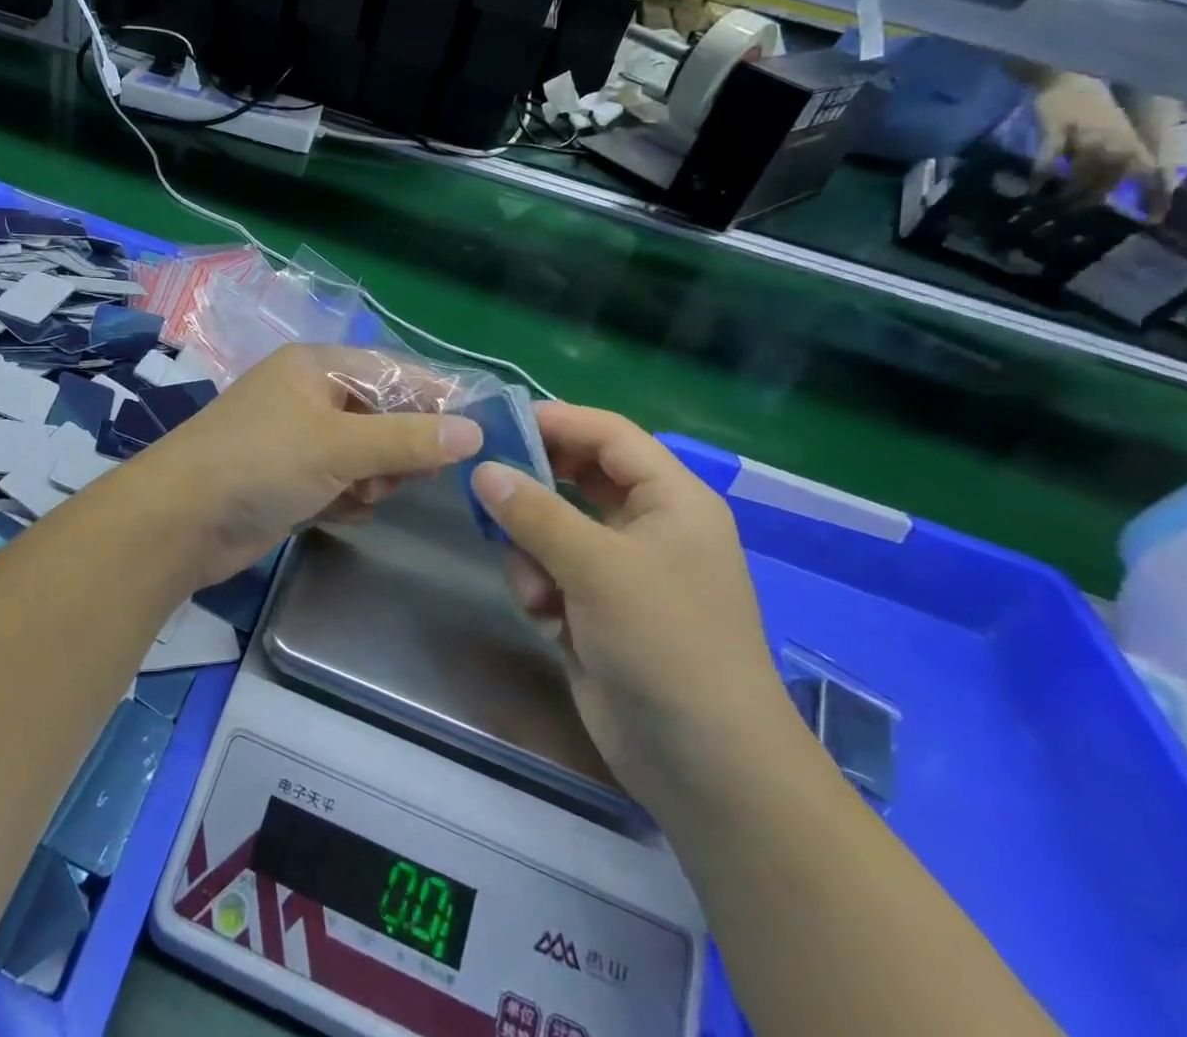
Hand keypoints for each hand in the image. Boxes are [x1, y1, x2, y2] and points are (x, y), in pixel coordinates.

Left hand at [128, 344, 482, 588]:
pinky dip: (346, 498)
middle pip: (382, 415)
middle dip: (398, 448)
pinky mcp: (289, 480)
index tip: (477, 430)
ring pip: (364, 454)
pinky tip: (337, 512)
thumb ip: (408, 438)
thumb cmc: (260, 463)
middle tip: (406, 477)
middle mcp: (307, 396)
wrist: (180, 521)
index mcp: (315, 367)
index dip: (435, 398)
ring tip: (358, 495)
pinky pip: (340, 483)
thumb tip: (475, 431)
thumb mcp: (339, 446)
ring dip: (372, 478)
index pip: (393, 372)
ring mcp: (296, 440)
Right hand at [470, 405, 803, 818]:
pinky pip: (548, 572)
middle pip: (574, 479)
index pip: (608, 435)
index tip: (495, 422)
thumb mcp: (597, 566)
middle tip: (483, 485)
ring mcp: (620, 570)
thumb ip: (534, 512)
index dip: (556, 421)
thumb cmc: (666, 642)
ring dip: (531, 554)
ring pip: (551, 529)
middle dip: (532, 490)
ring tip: (537, 591)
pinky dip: (538, 590)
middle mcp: (646, 526)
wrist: (704, 765)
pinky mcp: (595, 609)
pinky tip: (546, 621)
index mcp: (670, 499)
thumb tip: (483, 470)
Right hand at [1032, 73, 1169, 215]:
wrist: (1067, 79)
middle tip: (1072, 212)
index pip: (1150, 175)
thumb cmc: (1090, 109)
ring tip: (1050, 202)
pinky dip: (1043, 175)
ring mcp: (1085, 136)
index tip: (1150, 221)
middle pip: (1109, 179)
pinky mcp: (1056, 132)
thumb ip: (1113, 158)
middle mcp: (1115, 141)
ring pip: (1082, 173)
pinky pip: (1050, 159)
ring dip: (1067, 191)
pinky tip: (1032, 188)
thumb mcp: (1111, 133)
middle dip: (1092, 199)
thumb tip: (1105, 190)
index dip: (1153, 198)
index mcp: (1132, 142)